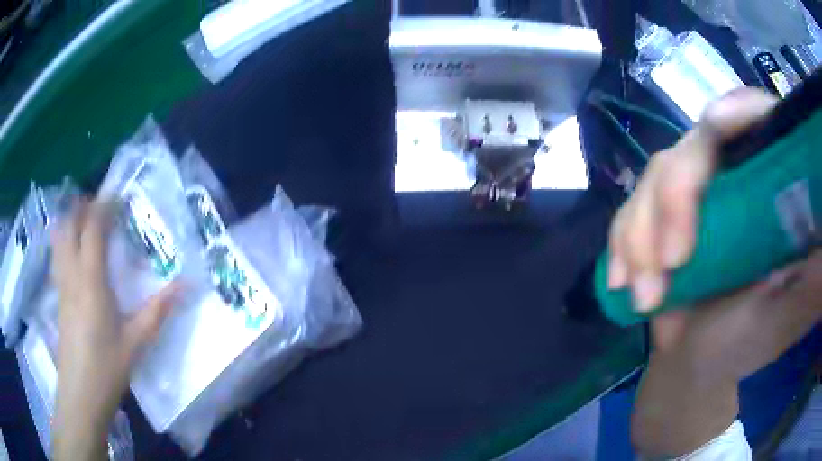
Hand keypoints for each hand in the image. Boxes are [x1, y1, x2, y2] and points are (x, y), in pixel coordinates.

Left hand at [52, 199, 177, 460]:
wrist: (80, 394)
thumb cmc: (107, 368)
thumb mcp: (137, 342)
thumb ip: (158, 311)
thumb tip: (186, 285)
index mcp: (91, 281)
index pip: (92, 228)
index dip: (104, 207)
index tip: (118, 196)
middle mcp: (71, 274)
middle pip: (69, 225)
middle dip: (83, 207)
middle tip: (101, 206)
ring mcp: (61, 285)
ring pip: (59, 238)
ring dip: (70, 221)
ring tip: (85, 220)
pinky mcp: (58, 297)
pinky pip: (57, 255)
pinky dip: (64, 241)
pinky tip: (74, 251)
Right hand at [617, 89, 821, 456]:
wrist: (697, 361)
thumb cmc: (745, 343)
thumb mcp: (778, 318)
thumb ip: (800, 284)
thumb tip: (817, 251)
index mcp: (770, 190)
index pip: (759, 122)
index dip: (739, 111)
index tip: (717, 125)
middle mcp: (731, 176)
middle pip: (695, 148)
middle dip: (674, 202)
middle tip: (668, 267)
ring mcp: (692, 193)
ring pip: (654, 176)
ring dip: (640, 236)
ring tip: (644, 298)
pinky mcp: (659, 215)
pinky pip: (629, 210)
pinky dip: (621, 243)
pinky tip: (620, 280)